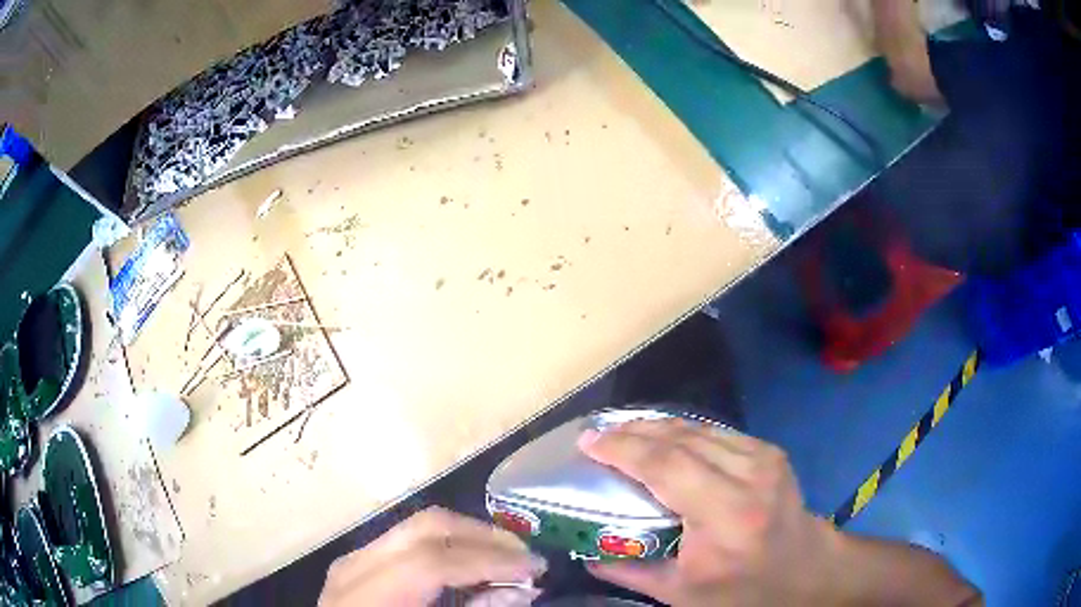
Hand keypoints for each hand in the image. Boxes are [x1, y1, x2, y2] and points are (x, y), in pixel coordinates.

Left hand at [318, 507, 546, 606]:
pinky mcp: (358, 561)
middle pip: (425, 528)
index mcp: (366, 595)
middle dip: (484, 537)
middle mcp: (355, 565)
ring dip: (469, 537)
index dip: (490, 562)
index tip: (536, 568)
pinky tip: (469, 563)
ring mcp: (353, 558)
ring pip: (418, 527)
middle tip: (526, 556)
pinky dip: (446, 546)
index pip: (432, 562)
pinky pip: (408, 541)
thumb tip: (522, 589)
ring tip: (506, 556)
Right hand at [578, 419, 841, 605]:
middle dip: (633, 430)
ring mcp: (764, 457)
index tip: (587, 442)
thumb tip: (588, 555)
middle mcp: (749, 476)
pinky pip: (716, 432)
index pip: (667, 466)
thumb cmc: (745, 590)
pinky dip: (682, 431)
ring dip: (655, 426)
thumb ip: (632, 573)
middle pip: (681, 438)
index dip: (623, 449)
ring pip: (698, 427)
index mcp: (727, 516)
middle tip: (597, 434)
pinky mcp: (769, 451)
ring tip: (622, 431)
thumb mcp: (684, 595)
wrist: (807, 571)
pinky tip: (662, 437)